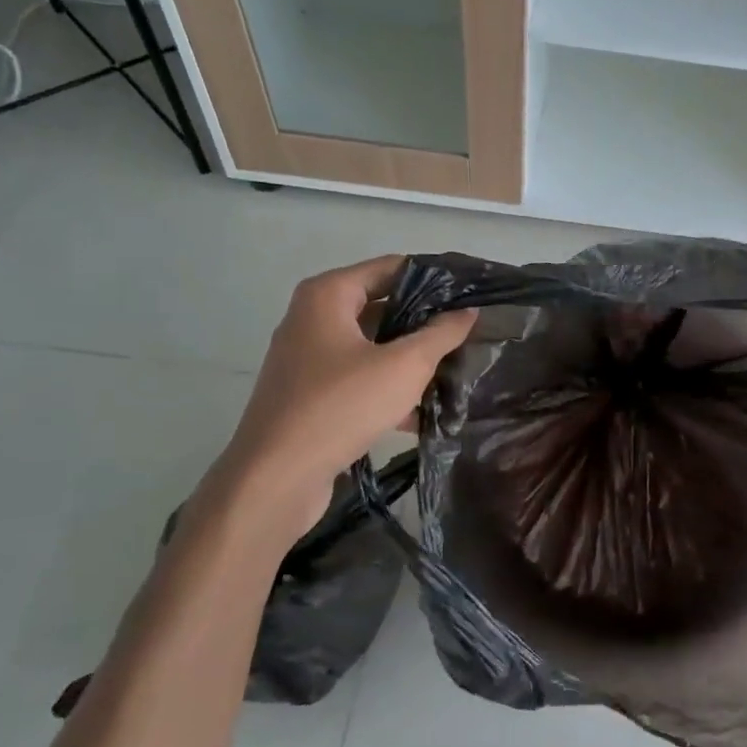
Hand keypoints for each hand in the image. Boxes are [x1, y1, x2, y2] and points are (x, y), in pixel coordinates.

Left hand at [203, 256, 473, 526]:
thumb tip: (467, 312)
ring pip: (372, 348)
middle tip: (468, 334)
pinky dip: (388, 389)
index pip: (391, 268)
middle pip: (381, 307)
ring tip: (456, 372)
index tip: (470, 293)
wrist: (276, 478)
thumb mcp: (404, 366)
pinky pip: (359, 379)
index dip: (433, 278)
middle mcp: (313, 319)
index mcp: (328, 296)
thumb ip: (440, 334)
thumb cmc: (341, 406)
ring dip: (410, 360)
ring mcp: (308, 359)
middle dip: (424, 323)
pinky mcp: (310, 395)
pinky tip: (425, 413)